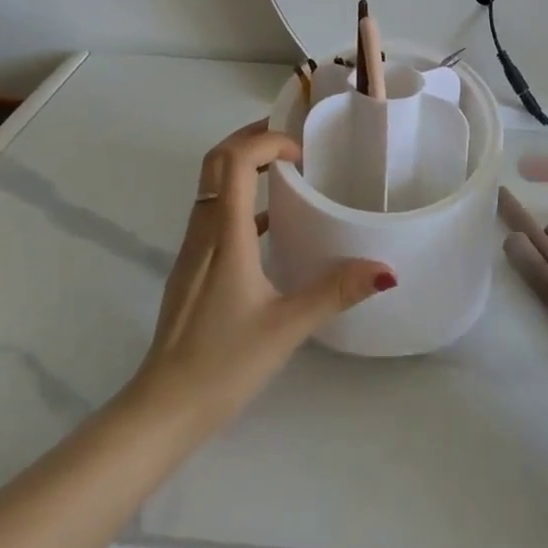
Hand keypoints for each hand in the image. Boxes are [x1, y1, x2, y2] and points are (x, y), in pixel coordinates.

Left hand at [129, 121, 394, 427]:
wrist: (162, 407)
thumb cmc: (223, 362)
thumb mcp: (286, 327)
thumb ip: (334, 292)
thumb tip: (384, 269)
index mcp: (224, 234)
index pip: (234, 161)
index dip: (266, 142)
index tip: (301, 155)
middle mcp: (203, 230)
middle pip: (215, 161)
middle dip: (251, 140)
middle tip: (292, 142)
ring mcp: (192, 249)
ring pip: (211, 185)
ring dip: (242, 166)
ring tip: (284, 172)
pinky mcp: (191, 269)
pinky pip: (212, 213)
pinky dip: (238, 200)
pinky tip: (267, 228)